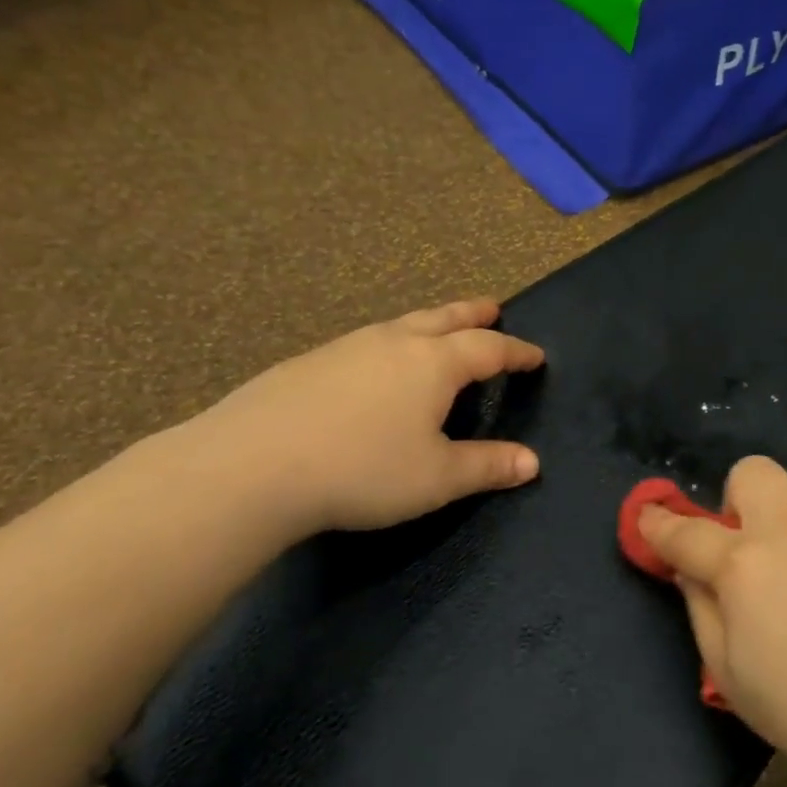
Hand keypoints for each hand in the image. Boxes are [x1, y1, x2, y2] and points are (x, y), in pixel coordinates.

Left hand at [190, 300, 544, 535]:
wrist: (251, 467)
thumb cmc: (364, 470)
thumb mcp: (437, 478)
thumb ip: (487, 466)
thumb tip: (532, 462)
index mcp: (433, 364)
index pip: (488, 349)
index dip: (516, 353)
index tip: (536, 356)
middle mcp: (393, 343)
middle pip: (443, 319)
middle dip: (473, 315)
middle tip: (492, 309)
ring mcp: (346, 348)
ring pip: (400, 325)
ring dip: (430, 323)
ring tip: (439, 330)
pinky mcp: (308, 364)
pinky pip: (366, 343)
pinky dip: (390, 343)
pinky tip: (376, 366)